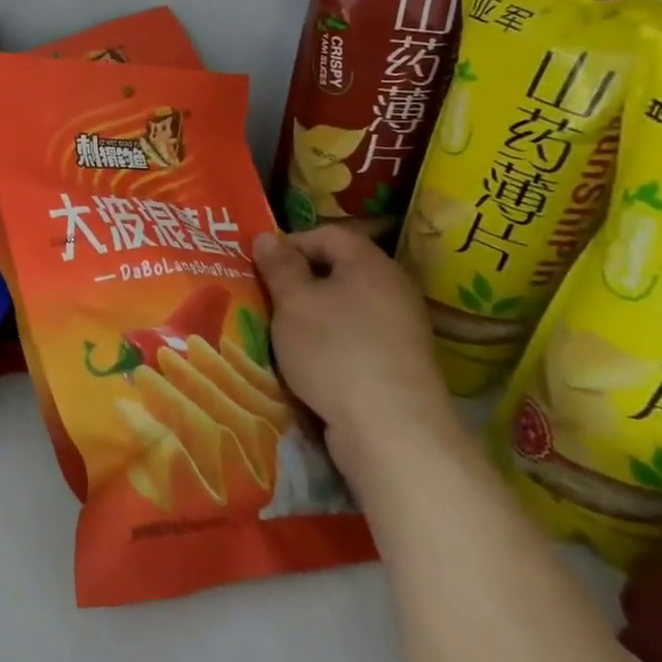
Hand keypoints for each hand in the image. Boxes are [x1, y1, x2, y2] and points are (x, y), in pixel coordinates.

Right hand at [251, 227, 456, 483]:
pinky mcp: (399, 363)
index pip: (328, 233)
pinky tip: (309, 362)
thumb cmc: (335, 351)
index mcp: (370, 263)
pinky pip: (356, 338)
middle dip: (299, 282)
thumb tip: (268, 237)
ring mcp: (401, 328)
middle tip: (266, 298)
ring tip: (281, 332)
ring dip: (312, 316)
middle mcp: (392, 288)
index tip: (261, 266)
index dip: (291, 243)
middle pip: (339, 270)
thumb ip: (279, 267)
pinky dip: (331, 343)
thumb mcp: (293, 302)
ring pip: (346, 307)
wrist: (392, 428)